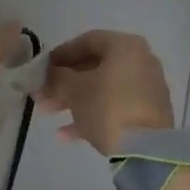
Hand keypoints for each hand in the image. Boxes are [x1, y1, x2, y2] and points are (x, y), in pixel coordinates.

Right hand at [36, 30, 175, 156]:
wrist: (145, 149)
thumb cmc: (107, 107)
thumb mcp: (75, 89)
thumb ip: (57, 77)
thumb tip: (49, 74)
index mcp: (126, 46)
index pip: (88, 40)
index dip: (62, 53)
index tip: (43, 67)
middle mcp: (140, 61)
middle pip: (95, 67)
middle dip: (64, 82)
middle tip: (41, 94)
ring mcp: (146, 89)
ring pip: (103, 89)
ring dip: (73, 100)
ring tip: (47, 112)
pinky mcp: (147, 114)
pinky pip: (114, 108)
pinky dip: (91, 116)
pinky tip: (65, 135)